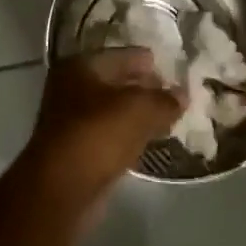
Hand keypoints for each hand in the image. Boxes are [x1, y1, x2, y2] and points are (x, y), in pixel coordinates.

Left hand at [21, 49, 181, 220]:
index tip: (174, 69)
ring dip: (137, 114)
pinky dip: (128, 135)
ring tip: (167, 117)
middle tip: (174, 94)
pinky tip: (148, 140)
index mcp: (81, 66)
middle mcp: (70, 87)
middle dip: (144, 88)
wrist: (62, 190)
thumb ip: (164, 100)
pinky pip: (109, 134)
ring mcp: (70, 120)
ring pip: (113, 110)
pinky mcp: (76, 150)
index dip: (149, 61)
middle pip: (116, 81)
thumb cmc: (98, 135)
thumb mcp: (140, 110)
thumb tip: (183, 95)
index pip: (122, 55)